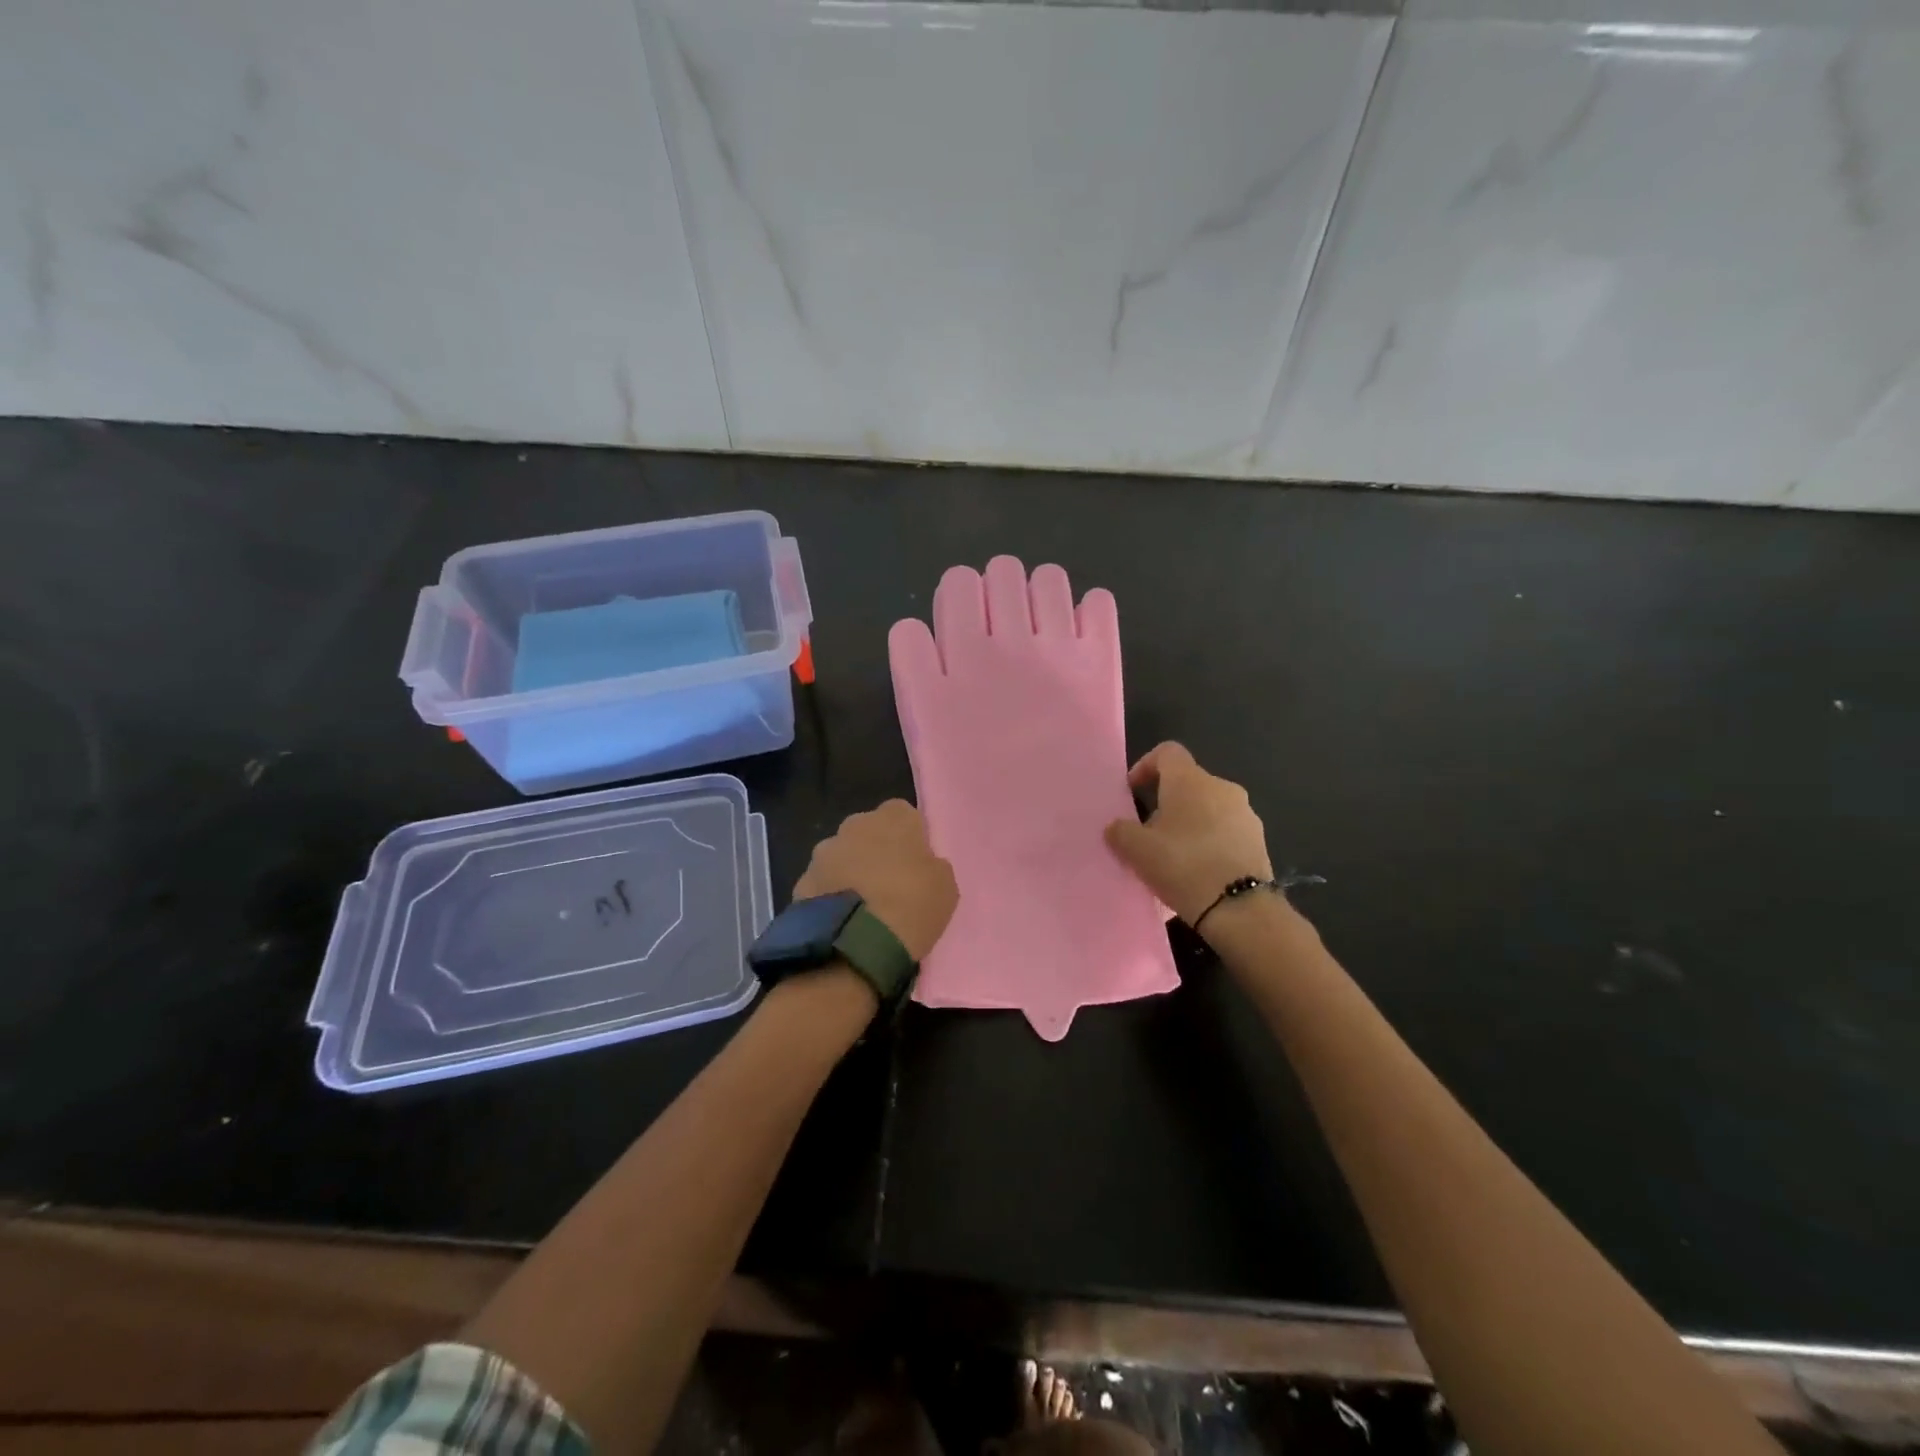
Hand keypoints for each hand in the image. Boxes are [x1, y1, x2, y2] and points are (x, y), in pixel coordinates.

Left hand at [792, 800, 958, 962]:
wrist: (855, 944)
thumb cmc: (911, 907)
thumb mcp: (945, 887)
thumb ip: (931, 865)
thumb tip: (920, 865)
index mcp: (893, 817)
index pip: (903, 814)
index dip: (909, 838)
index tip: (915, 864)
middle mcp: (854, 824)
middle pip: (868, 832)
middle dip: (875, 851)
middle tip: (888, 885)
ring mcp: (823, 852)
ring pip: (842, 856)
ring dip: (850, 872)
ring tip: (862, 907)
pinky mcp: (802, 880)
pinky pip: (823, 883)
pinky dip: (831, 895)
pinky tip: (841, 920)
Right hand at [1104, 742, 1272, 927]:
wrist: (1239, 909)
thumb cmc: (1182, 866)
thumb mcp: (1136, 850)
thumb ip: (1120, 831)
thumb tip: (1117, 827)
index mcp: (1190, 780)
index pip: (1167, 752)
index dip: (1146, 766)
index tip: (1132, 792)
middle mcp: (1222, 787)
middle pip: (1187, 783)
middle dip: (1165, 803)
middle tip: (1149, 833)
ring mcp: (1245, 814)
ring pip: (1208, 808)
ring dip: (1188, 824)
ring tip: (1173, 857)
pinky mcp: (1258, 840)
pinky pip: (1225, 832)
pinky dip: (1208, 842)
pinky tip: (1197, 872)